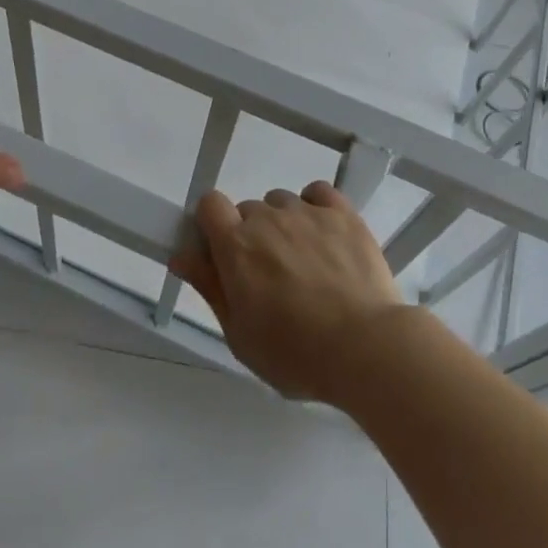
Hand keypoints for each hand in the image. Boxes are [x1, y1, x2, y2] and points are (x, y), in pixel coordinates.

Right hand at [170, 180, 404, 402]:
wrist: (366, 348)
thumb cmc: (296, 354)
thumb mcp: (240, 335)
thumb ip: (209, 288)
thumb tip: (181, 255)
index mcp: (236, 246)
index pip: (209, 204)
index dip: (212, 224)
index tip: (222, 253)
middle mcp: (267, 218)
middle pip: (248, 211)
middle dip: (252, 237)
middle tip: (270, 279)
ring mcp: (306, 211)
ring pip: (282, 204)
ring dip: (284, 226)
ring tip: (306, 265)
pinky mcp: (341, 212)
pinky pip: (318, 193)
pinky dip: (316, 208)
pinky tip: (325, 237)